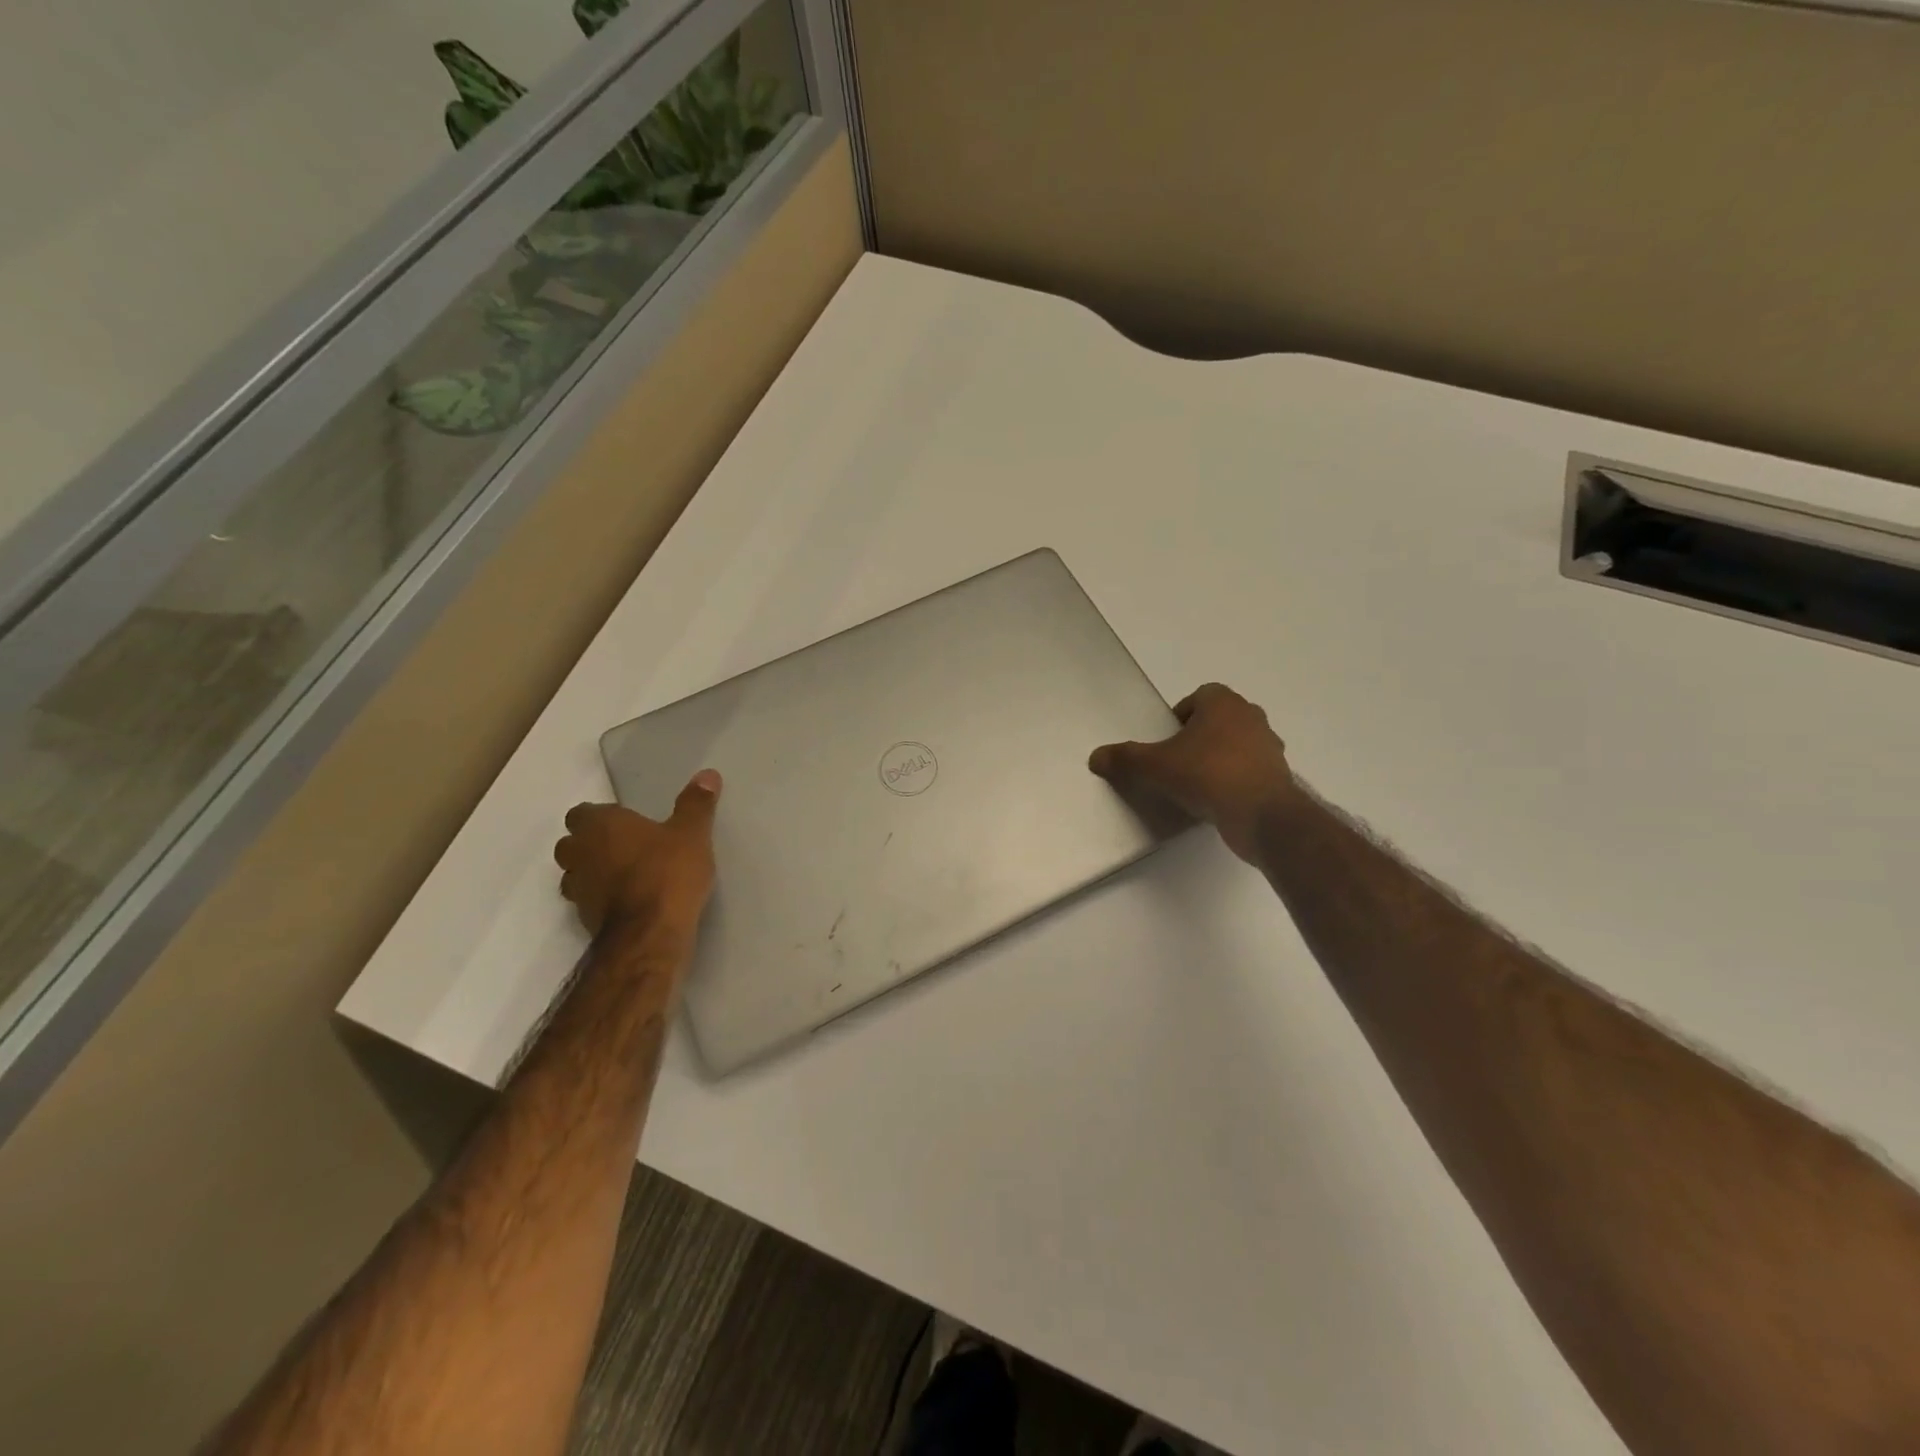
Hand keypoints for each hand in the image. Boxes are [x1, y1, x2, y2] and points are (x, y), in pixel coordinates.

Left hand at [553, 770, 721, 938]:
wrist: (650, 934)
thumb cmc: (668, 873)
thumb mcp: (692, 834)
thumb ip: (696, 804)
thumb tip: (707, 774)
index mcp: (600, 826)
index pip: (582, 813)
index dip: (601, 817)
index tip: (626, 822)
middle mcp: (580, 854)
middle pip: (572, 843)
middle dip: (591, 844)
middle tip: (625, 846)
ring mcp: (578, 889)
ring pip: (575, 874)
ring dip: (593, 873)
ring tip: (626, 875)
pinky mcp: (585, 919)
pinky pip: (589, 901)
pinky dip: (603, 899)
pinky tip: (630, 901)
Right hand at [1089, 683, 1295, 862]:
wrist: (1261, 815)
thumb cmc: (1207, 775)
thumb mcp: (1155, 766)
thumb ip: (1125, 759)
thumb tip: (1095, 757)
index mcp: (1224, 703)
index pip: (1200, 696)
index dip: (1181, 714)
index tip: (1167, 739)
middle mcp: (1251, 717)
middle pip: (1219, 719)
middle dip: (1199, 736)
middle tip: (1177, 760)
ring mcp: (1270, 746)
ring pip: (1237, 744)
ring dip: (1218, 757)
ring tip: (1196, 783)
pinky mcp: (1279, 775)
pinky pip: (1250, 770)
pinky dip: (1235, 779)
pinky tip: (1217, 801)